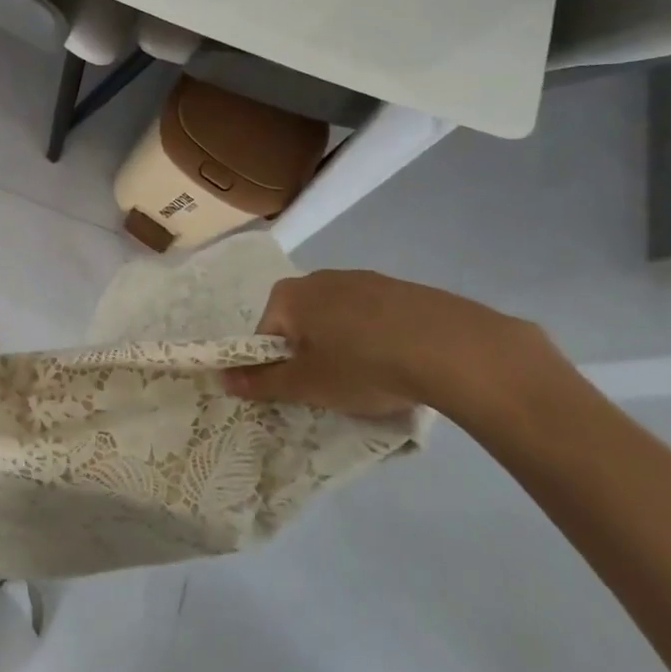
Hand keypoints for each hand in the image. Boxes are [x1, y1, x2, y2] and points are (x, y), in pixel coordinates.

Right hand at [221, 270, 555, 419]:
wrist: (451, 347)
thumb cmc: (363, 365)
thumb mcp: (307, 384)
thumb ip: (262, 382)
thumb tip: (220, 378)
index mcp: (288, 296)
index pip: (265, 335)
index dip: (277, 368)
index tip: (302, 393)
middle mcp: (318, 278)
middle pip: (301, 324)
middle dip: (312, 356)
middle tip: (335, 390)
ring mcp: (362, 279)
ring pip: (339, 321)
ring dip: (346, 348)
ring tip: (373, 380)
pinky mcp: (401, 289)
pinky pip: (375, 318)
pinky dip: (379, 340)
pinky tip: (401, 365)